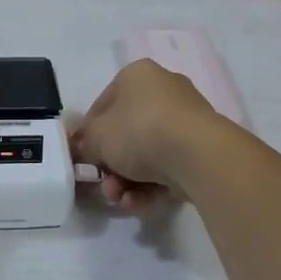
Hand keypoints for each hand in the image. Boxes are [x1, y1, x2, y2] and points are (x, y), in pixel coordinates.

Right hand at [70, 60, 222, 211]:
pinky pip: (168, 166)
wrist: (197, 155)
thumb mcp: (98, 137)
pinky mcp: (201, 148)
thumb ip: (84, 141)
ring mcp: (185, 120)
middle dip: (111, 166)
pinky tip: (139, 204)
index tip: (83, 159)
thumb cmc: (139, 131)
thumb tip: (78, 145)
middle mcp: (163, 91)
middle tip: (104, 187)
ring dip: (128, 181)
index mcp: (137, 76)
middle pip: (126, 133)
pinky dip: (151, 186)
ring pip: (147, 154)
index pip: (104, 105)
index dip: (89, 134)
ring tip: (121, 201)